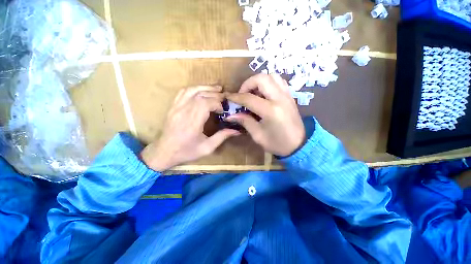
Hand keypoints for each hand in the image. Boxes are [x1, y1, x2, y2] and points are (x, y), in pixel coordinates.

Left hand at [141, 86, 239, 170]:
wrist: (164, 152)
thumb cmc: (186, 152)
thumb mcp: (207, 148)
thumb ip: (222, 137)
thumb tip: (236, 130)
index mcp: (192, 123)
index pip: (205, 103)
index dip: (217, 103)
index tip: (222, 110)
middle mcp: (183, 112)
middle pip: (200, 95)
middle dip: (215, 94)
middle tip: (224, 97)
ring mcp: (176, 107)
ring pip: (192, 90)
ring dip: (206, 88)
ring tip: (217, 89)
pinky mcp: (173, 106)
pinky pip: (183, 92)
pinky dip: (195, 88)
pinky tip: (202, 90)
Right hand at [225, 74, 304, 156]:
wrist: (299, 145)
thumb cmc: (277, 143)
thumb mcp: (258, 135)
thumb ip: (245, 121)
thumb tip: (231, 115)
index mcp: (270, 111)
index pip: (249, 98)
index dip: (236, 97)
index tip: (228, 97)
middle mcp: (280, 99)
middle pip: (261, 79)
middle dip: (248, 83)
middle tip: (243, 94)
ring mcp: (287, 95)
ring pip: (272, 76)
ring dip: (259, 81)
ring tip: (253, 93)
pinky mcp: (290, 96)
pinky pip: (279, 81)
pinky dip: (269, 82)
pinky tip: (264, 93)